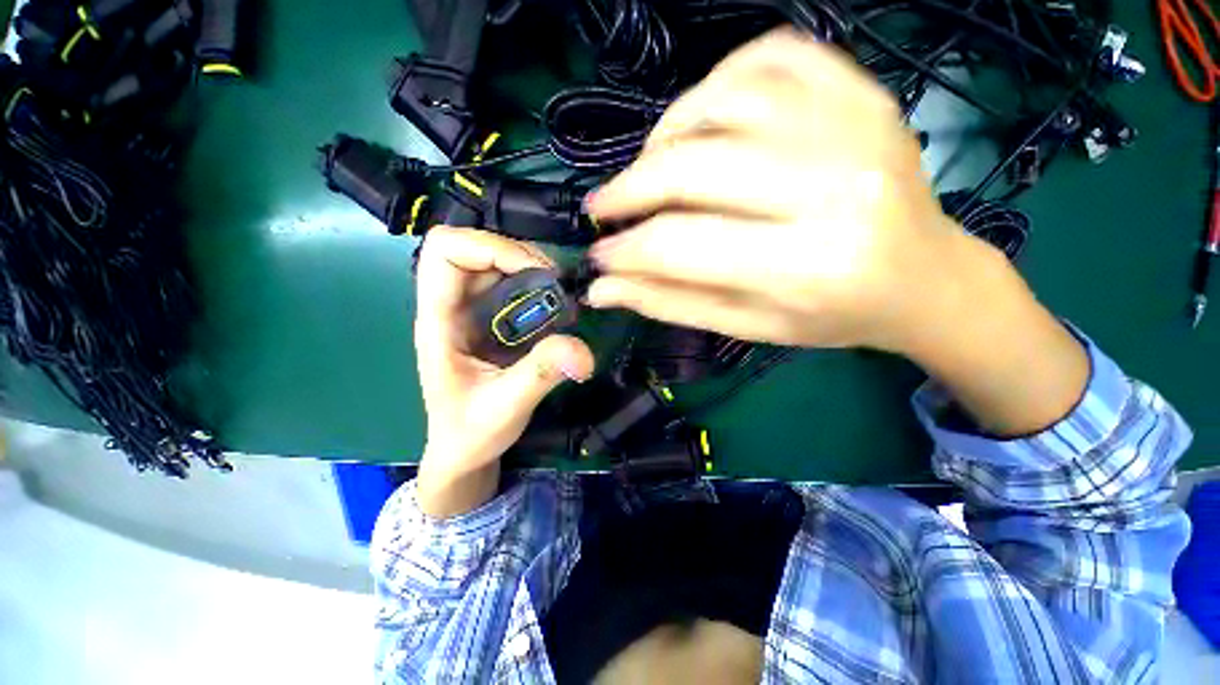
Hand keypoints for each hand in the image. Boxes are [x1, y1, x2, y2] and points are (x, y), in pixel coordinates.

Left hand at [414, 227, 593, 516]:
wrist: (464, 449)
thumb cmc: (470, 431)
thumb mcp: (505, 407)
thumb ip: (540, 375)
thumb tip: (582, 350)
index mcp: (439, 321)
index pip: (445, 252)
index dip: (490, 248)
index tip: (536, 273)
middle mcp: (452, 306)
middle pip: (475, 247)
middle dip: (519, 255)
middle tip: (556, 283)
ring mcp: (472, 311)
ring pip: (496, 263)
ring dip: (532, 269)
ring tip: (561, 296)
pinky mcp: (491, 320)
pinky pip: (512, 284)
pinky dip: (537, 285)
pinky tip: (557, 309)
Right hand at [586, 28, 1087, 435]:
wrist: (921, 277)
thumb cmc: (829, 315)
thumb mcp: (746, 325)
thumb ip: (670, 302)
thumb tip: (602, 288)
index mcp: (804, 266)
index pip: (681, 246)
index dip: (625, 250)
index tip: (597, 255)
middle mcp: (831, 188)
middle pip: (694, 166)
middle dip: (629, 188)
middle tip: (603, 208)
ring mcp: (852, 125)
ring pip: (722, 99)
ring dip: (665, 133)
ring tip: (652, 169)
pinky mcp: (861, 92)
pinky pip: (769, 56)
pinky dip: (716, 81)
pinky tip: (703, 119)